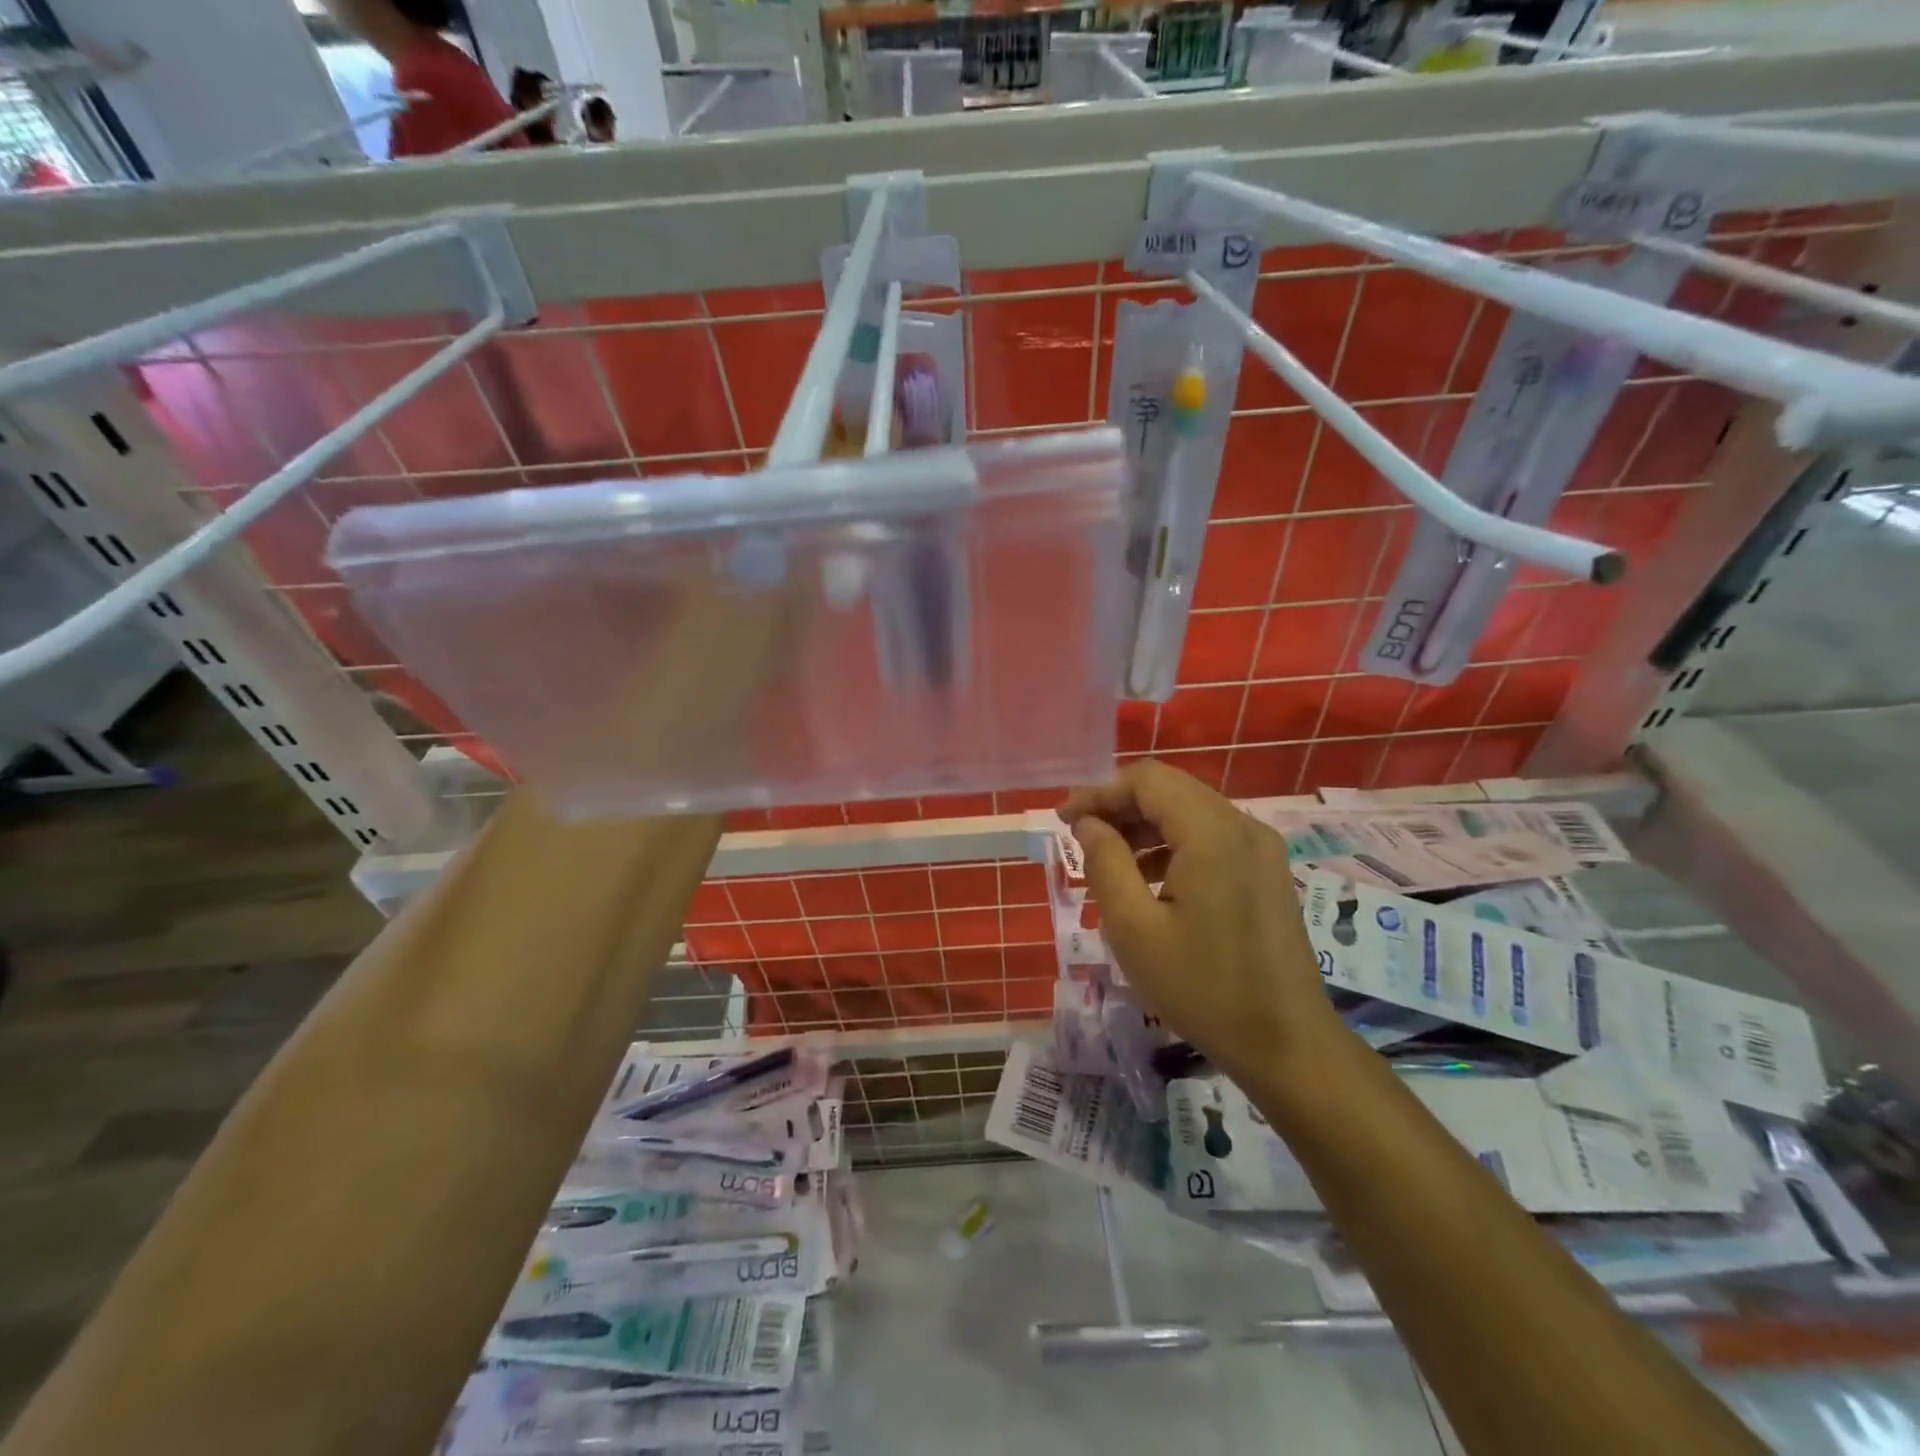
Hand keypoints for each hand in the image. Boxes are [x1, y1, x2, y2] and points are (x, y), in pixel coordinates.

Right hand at [1059, 760, 1351, 1085]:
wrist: (1287, 1044)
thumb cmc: (1203, 988)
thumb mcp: (1135, 929)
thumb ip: (1105, 864)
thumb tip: (1089, 824)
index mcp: (1212, 834)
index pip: (1148, 780)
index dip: (1100, 792)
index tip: (1065, 820)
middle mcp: (1243, 826)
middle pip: (1171, 790)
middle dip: (1120, 805)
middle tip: (1081, 835)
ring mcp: (1262, 848)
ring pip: (1191, 811)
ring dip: (1146, 825)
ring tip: (1109, 859)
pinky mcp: (1267, 871)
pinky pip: (1212, 836)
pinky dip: (1174, 843)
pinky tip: (1150, 879)